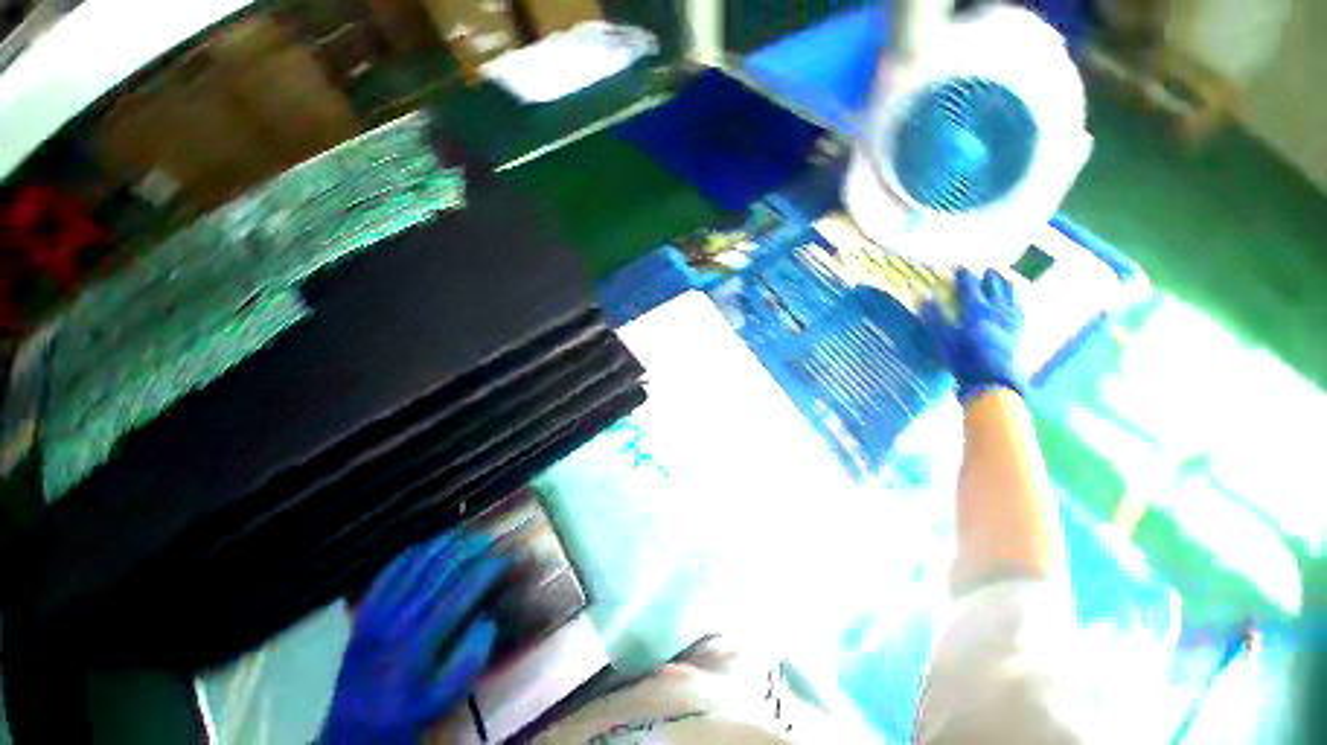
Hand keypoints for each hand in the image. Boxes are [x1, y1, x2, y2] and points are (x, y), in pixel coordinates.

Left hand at [324, 530, 509, 743]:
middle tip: (493, 538)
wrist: (351, 730)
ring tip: (467, 534)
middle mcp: (399, 619)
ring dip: (445, 542)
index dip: (491, 567)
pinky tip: (428, 545)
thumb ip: (471, 657)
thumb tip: (489, 617)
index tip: (513, 555)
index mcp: (421, 642)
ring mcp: (378, 611)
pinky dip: (411, 553)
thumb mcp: (445, 697)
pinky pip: (389, 571)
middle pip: (440, 568)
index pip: (464, 590)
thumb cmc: (406, 714)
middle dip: (471, 547)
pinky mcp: (364, 611)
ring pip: (415, 563)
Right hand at [922, 267, 1025, 402]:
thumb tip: (924, 297)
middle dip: (991, 277)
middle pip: (996, 287)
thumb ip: (934, 317)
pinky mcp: (1019, 332)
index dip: (965, 276)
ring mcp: (1011, 320)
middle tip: (988, 269)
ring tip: (1006, 280)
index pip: (970, 286)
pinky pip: (1021, 311)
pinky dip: (1018, 302)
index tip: (961, 267)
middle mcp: (996, 310)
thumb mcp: (943, 339)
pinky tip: (1017, 303)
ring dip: (1008, 286)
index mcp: (976, 309)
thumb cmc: (963, 359)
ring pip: (1012, 296)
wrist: (993, 379)